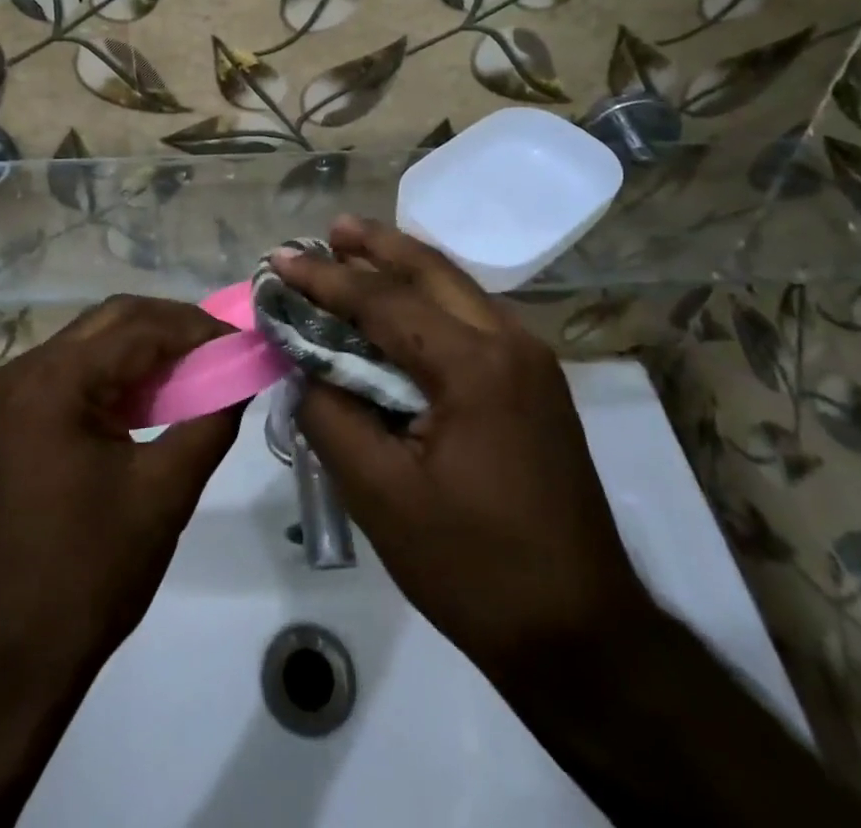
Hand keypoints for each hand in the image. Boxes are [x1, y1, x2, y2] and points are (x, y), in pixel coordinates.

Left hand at [0, 296, 238, 668]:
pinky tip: (162, 394)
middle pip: (116, 319)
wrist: (8, 655)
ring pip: (99, 340)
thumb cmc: (89, 572)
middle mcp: (30, 369)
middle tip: (227, 350)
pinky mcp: (23, 418)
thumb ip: (211, 422)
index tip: (247, 343)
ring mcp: (20, 393)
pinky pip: (83, 371)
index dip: (200, 328)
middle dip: (176, 326)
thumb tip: (243, 377)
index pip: (141, 326)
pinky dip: (126, 373)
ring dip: (151, 346)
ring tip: (205, 367)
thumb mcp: (164, 492)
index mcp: (56, 379)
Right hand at [273, 218, 651, 678]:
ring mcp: (532, 361)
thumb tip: (303, 367)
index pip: (383, 301)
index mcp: (474, 366)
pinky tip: (401, 306)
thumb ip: (331, 416)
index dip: (325, 278)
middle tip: (329, 229)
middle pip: (432, 271)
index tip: (280, 259)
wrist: (581, 632)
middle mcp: (511, 343)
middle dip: (375, 245)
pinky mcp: (537, 383)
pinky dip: (429, 299)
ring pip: (457, 288)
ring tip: (356, 249)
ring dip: (404, 266)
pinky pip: (472, 317)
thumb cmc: (473, 567)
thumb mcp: (380, 495)